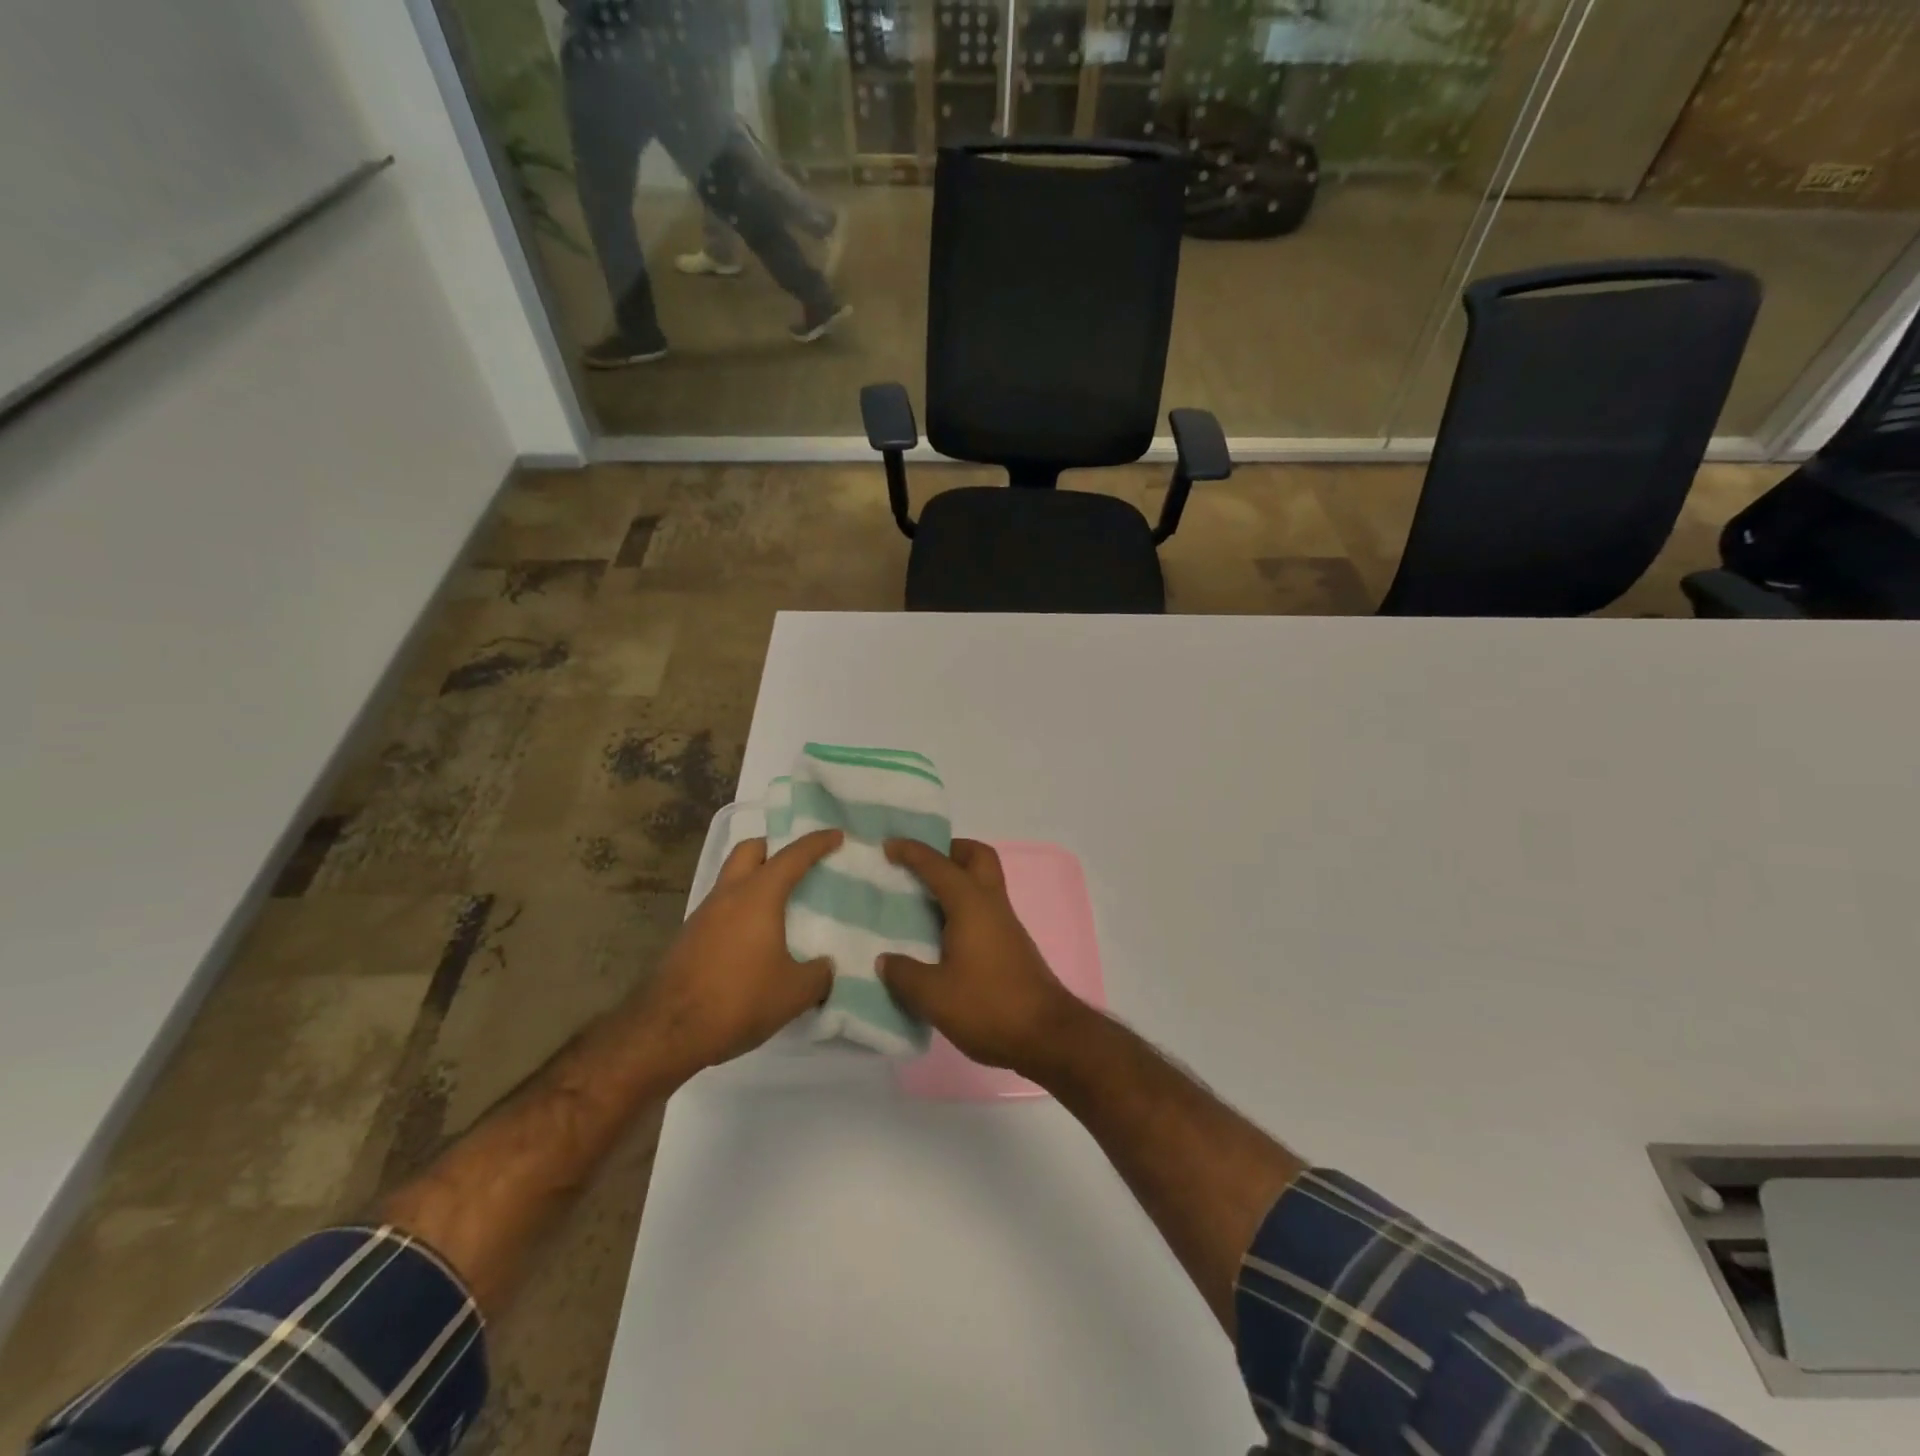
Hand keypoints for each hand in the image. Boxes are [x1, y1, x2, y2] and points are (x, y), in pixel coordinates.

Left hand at [634, 830, 841, 1083]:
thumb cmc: (739, 1000)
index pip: (793, 856)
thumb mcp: (794, 993)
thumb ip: (818, 975)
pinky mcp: (688, 938)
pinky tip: (753, 939)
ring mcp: (703, 915)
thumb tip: (824, 967)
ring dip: (755, 880)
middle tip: (797, 863)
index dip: (817, 843)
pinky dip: (741, 909)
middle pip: (750, 850)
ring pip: (732, 879)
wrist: (668, 1032)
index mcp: (758, 895)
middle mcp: (728, 895)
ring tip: (779, 905)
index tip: (836, 835)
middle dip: (774, 848)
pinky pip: (721, 908)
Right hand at [878, 838, 1089, 1075]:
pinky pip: (984, 909)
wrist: (1047, 1035)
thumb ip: (905, 974)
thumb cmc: (989, 1006)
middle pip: (977, 857)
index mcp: (971, 904)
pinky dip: (963, 907)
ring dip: (958, 880)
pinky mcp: (1011, 946)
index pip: (938, 865)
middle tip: (921, 865)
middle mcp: (992, 904)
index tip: (888, 845)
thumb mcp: (934, 996)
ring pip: (984, 883)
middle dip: (950, 850)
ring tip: (923, 900)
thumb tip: (885, 961)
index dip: (912, 851)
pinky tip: (941, 934)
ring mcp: (1006, 925)